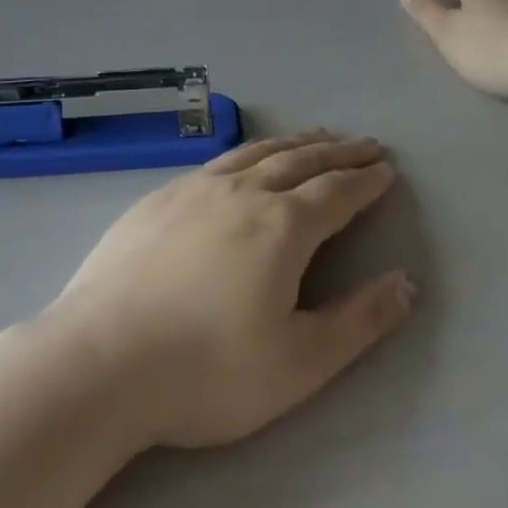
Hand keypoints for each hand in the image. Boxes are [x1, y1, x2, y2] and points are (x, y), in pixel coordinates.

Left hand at [44, 134, 413, 449]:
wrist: (101, 360)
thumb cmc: (207, 370)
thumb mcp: (299, 363)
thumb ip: (359, 321)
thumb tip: (406, 283)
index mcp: (283, 227)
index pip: (337, 192)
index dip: (366, 181)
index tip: (386, 168)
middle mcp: (244, 193)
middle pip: (302, 161)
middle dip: (338, 151)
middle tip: (364, 143)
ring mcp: (197, 190)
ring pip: (258, 153)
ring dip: (295, 143)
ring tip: (316, 136)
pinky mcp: (160, 198)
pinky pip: (218, 162)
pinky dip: (249, 152)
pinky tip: (245, 161)